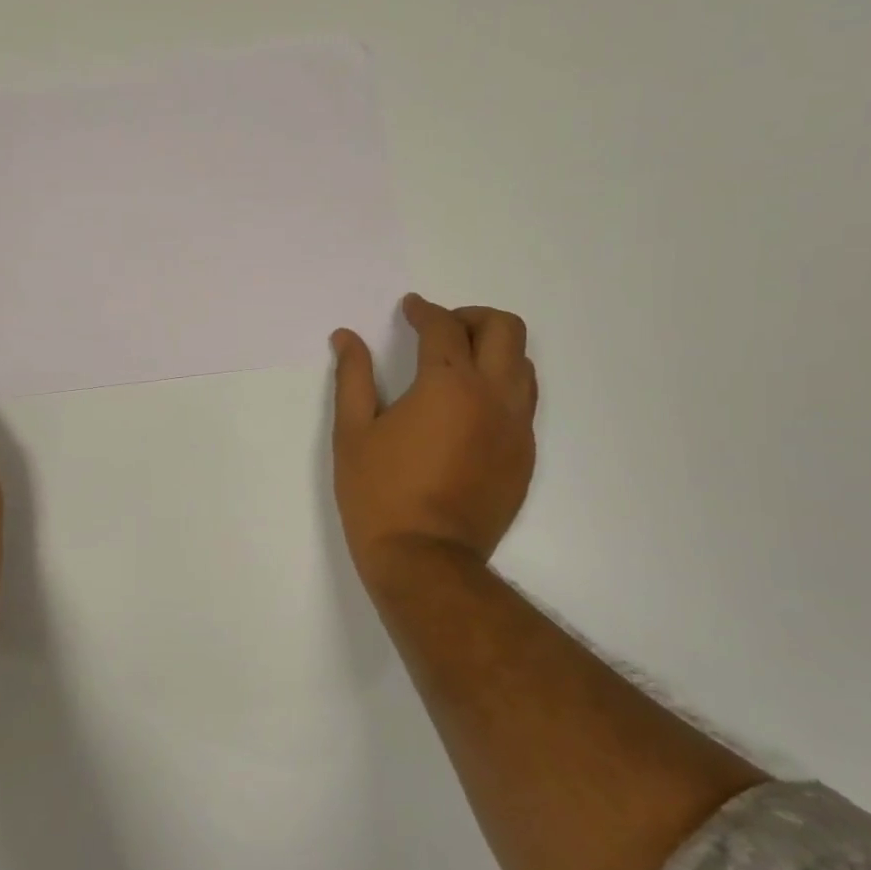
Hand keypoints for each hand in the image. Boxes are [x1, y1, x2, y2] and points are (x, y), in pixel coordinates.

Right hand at [330, 294, 537, 599]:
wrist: (425, 559)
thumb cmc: (379, 493)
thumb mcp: (353, 432)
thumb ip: (353, 377)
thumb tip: (346, 337)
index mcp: (448, 385)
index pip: (444, 326)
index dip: (424, 311)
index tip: (409, 309)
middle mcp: (493, 396)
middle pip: (504, 328)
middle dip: (471, 317)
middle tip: (441, 329)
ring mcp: (516, 427)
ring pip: (523, 363)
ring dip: (494, 350)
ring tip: (459, 365)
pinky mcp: (524, 455)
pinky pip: (523, 402)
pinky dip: (501, 386)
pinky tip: (470, 408)